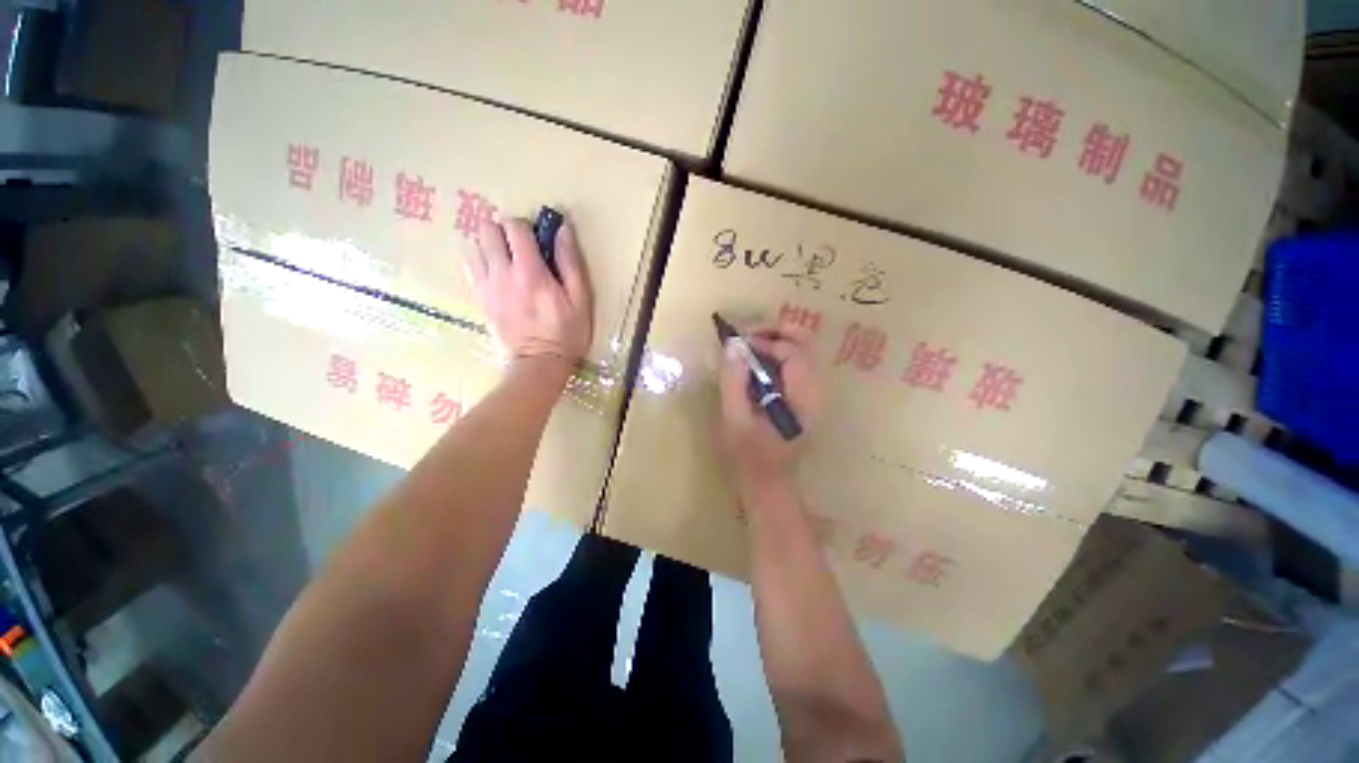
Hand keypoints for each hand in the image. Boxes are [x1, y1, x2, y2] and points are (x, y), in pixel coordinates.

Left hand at [467, 217, 593, 371]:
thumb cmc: (566, 332)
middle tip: (519, 245)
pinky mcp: (479, 298)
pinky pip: (469, 266)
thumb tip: (562, 229)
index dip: (525, 225)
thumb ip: (570, 262)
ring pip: (472, 245)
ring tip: (505, 257)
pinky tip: (495, 271)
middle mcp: (501, 274)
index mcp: (530, 272)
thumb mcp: (580, 298)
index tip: (536, 238)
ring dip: (488, 244)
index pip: (514, 227)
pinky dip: (479, 260)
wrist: (539, 363)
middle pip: (486, 230)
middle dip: (502, 230)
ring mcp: (486, 286)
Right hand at [717, 320, 820, 486]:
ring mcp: (810, 396)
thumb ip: (733, 382)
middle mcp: (813, 393)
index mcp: (802, 400)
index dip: (766, 341)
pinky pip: (792, 367)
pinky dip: (773, 358)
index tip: (739, 343)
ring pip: (799, 354)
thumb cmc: (749, 458)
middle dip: (774, 333)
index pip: (793, 354)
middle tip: (746, 334)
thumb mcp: (734, 421)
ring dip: (773, 343)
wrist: (768, 486)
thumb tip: (732, 346)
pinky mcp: (802, 399)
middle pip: (803, 347)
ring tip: (746, 346)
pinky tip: (754, 363)